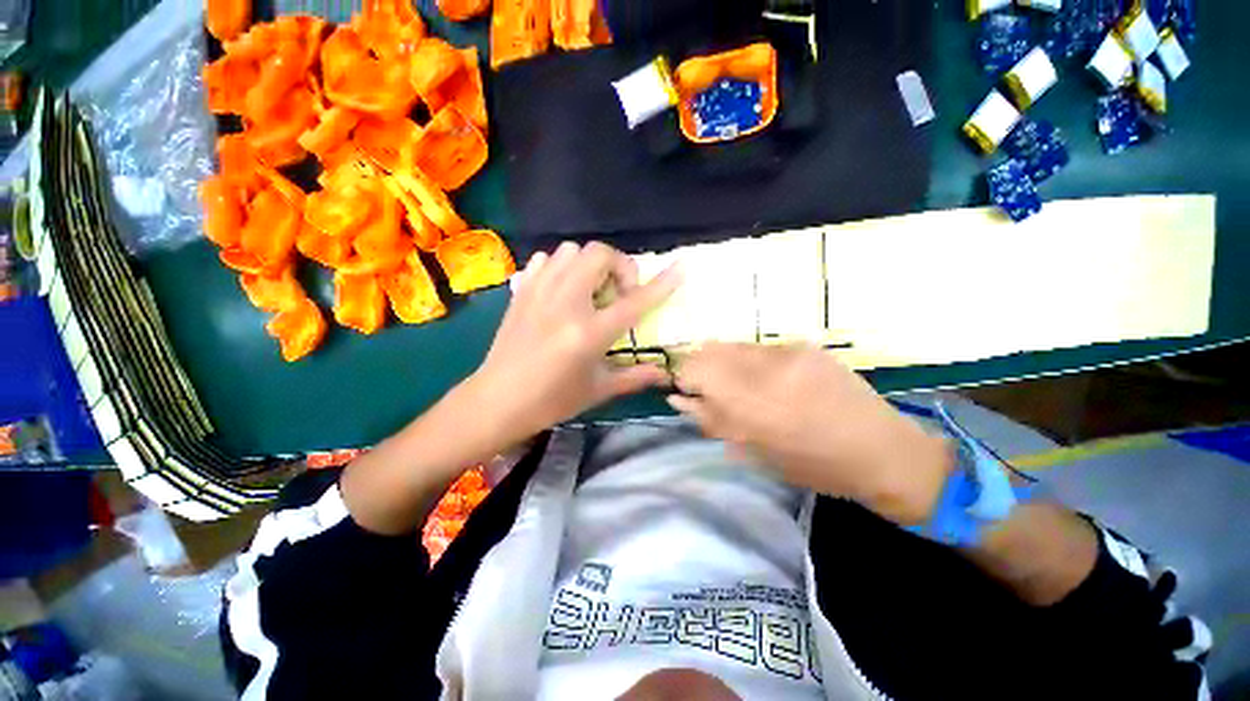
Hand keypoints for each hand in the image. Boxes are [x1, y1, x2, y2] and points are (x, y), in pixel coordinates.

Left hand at [465, 241, 680, 446]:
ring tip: (590, 291)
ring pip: (571, 250)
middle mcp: (566, 303)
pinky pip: (546, 260)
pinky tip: (562, 291)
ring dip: (589, 265)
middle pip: (599, 254)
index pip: (635, 301)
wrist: (497, 401)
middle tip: (618, 293)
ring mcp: (540, 293)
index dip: (661, 283)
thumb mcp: (599, 390)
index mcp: (589, 332)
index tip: (680, 267)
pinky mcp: (522, 292)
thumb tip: (665, 374)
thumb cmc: (552, 400)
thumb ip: (636, 377)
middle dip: (619, 267)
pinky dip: (561, 267)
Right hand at [670, 343, 953, 525]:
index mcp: (751, 404)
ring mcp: (788, 352)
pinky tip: (769, 379)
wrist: (882, 450)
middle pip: (710, 350)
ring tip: (741, 384)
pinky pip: (760, 348)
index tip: (686, 390)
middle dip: (701, 367)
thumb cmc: (812, 464)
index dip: (684, 377)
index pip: (695, 369)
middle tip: (710, 388)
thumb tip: (678, 399)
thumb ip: (711, 420)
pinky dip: (750, 361)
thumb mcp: (754, 452)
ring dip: (725, 362)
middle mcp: (766, 369)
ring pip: (733, 345)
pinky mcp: (805, 346)